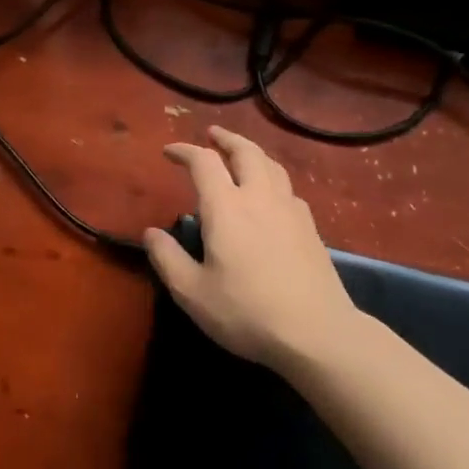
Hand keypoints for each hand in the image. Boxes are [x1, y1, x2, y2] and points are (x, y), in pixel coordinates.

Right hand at [143, 126, 355, 369]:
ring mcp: (290, 211)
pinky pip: (288, 188)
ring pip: (272, 166)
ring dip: (252, 153)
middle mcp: (260, 198)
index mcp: (227, 208)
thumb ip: (167, 259)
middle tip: (212, 135)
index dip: (184, 151)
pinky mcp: (310, 228)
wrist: (317, 333)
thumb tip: (151, 233)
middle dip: (226, 139)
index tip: (169, 152)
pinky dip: (272, 178)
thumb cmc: (247, 312)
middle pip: (246, 152)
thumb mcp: (193, 293)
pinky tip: (270, 194)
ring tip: (241, 155)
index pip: (203, 163)